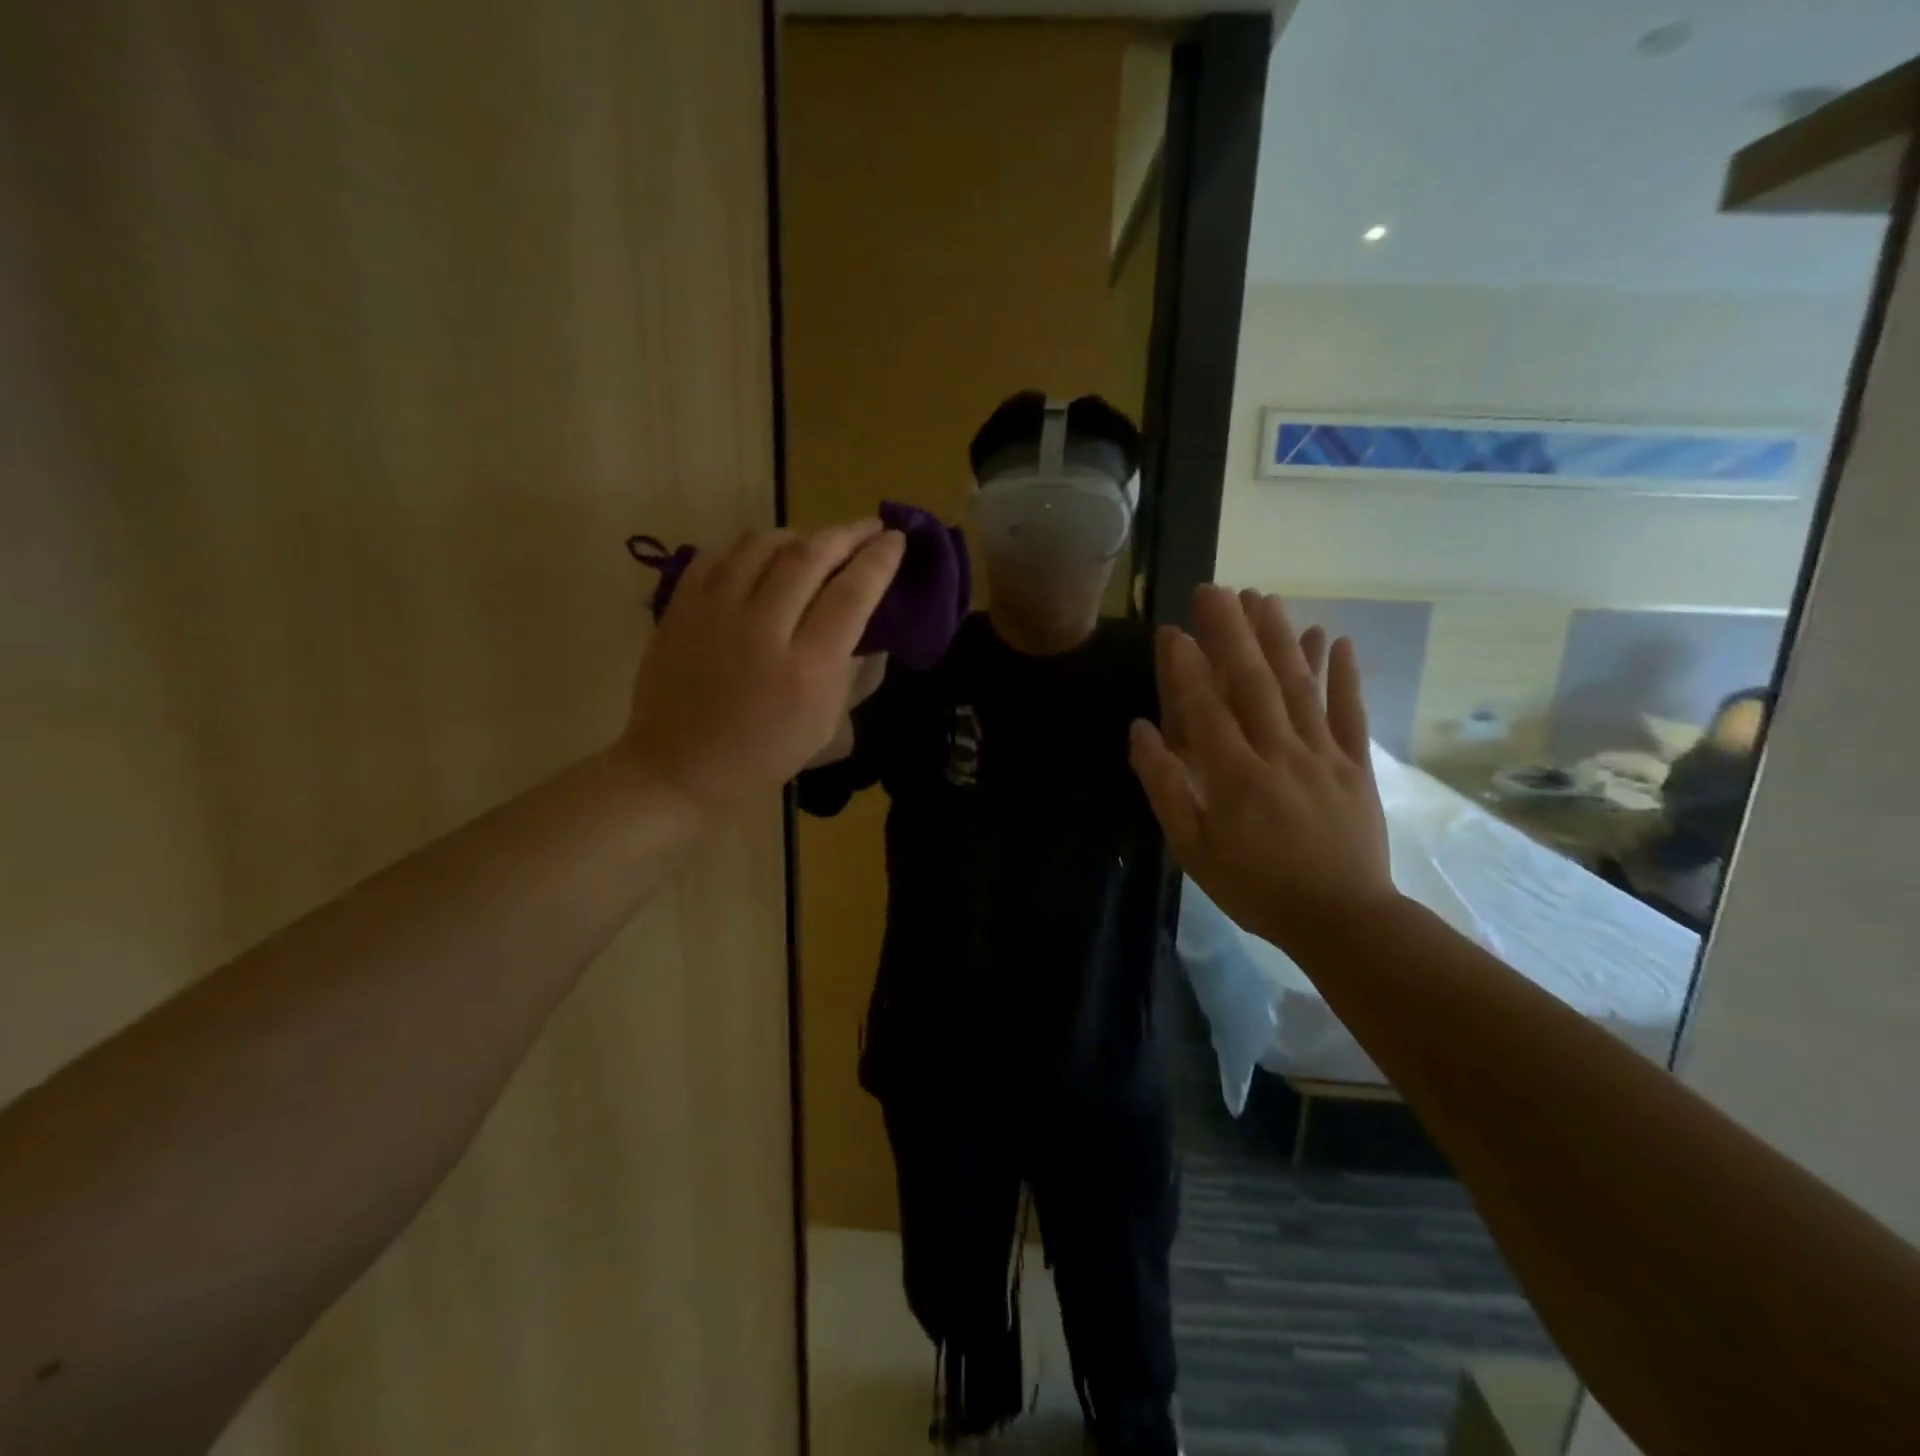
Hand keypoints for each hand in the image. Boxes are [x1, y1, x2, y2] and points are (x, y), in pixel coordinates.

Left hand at [621, 520, 904, 816]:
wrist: (678, 770)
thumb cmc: (762, 757)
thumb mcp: (825, 728)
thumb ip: (851, 673)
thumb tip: (869, 630)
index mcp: (806, 670)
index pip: (852, 595)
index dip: (878, 561)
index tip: (894, 539)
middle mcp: (762, 631)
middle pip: (811, 557)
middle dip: (847, 534)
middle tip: (869, 526)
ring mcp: (714, 615)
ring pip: (763, 545)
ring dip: (798, 535)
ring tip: (814, 542)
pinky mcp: (679, 609)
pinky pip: (718, 555)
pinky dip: (748, 548)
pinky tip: (762, 558)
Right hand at [1129, 587, 1396, 950]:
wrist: (1342, 920)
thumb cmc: (1256, 888)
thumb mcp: (1193, 850)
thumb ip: (1165, 788)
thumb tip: (1141, 731)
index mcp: (1234, 776)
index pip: (1206, 706)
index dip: (1187, 665)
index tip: (1174, 628)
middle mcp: (1279, 753)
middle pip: (1253, 682)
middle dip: (1232, 632)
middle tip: (1216, 589)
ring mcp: (1323, 755)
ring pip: (1300, 686)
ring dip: (1281, 638)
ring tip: (1264, 597)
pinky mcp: (1356, 765)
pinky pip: (1351, 713)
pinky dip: (1343, 674)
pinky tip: (1335, 638)